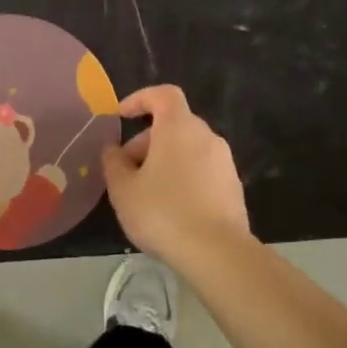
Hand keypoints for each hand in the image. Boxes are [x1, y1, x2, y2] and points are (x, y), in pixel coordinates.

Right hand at [100, 85, 249, 260]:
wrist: (218, 252)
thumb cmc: (163, 213)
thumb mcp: (123, 190)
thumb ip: (113, 163)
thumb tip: (113, 149)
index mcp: (179, 127)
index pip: (163, 95)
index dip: (140, 99)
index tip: (121, 116)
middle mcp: (206, 136)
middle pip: (174, 124)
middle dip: (146, 141)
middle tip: (126, 169)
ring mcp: (224, 162)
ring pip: (188, 148)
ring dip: (164, 160)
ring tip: (145, 192)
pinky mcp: (233, 186)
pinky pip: (202, 170)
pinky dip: (183, 177)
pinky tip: (171, 208)